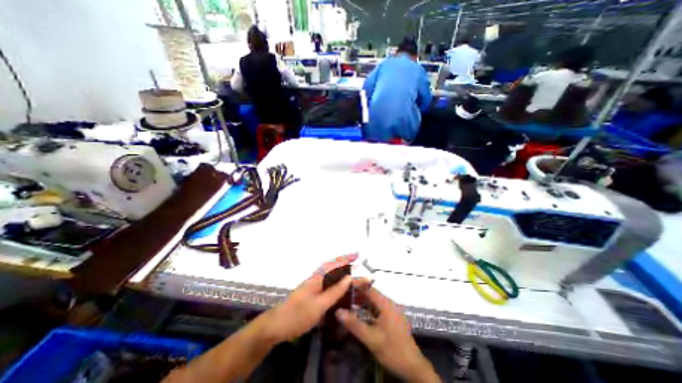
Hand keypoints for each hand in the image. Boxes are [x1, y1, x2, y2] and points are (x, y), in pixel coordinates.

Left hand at [261, 254, 357, 343]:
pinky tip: (340, 290)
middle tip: (358, 265)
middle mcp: (316, 279)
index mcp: (317, 278)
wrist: (275, 326)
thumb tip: (349, 278)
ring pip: (330, 277)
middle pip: (333, 268)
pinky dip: (336, 285)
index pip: (334, 263)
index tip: (357, 254)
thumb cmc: (297, 315)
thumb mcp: (319, 305)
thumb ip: (335, 291)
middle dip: (345, 265)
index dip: (345, 258)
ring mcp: (313, 287)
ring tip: (354, 276)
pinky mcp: (312, 296)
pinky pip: (328, 286)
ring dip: (342, 274)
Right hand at [336, 278, 442, 382]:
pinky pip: (377, 309)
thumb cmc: (392, 350)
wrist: (413, 368)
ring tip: (347, 303)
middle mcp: (389, 303)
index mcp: (386, 303)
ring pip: (374, 302)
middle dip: (357, 294)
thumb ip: (354, 324)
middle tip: (342, 295)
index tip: (343, 285)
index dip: (356, 285)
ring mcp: (392, 311)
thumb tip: (338, 311)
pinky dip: (367, 309)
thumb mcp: (371, 338)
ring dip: (362, 302)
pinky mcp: (392, 318)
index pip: (368, 288)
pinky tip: (359, 314)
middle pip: (371, 294)